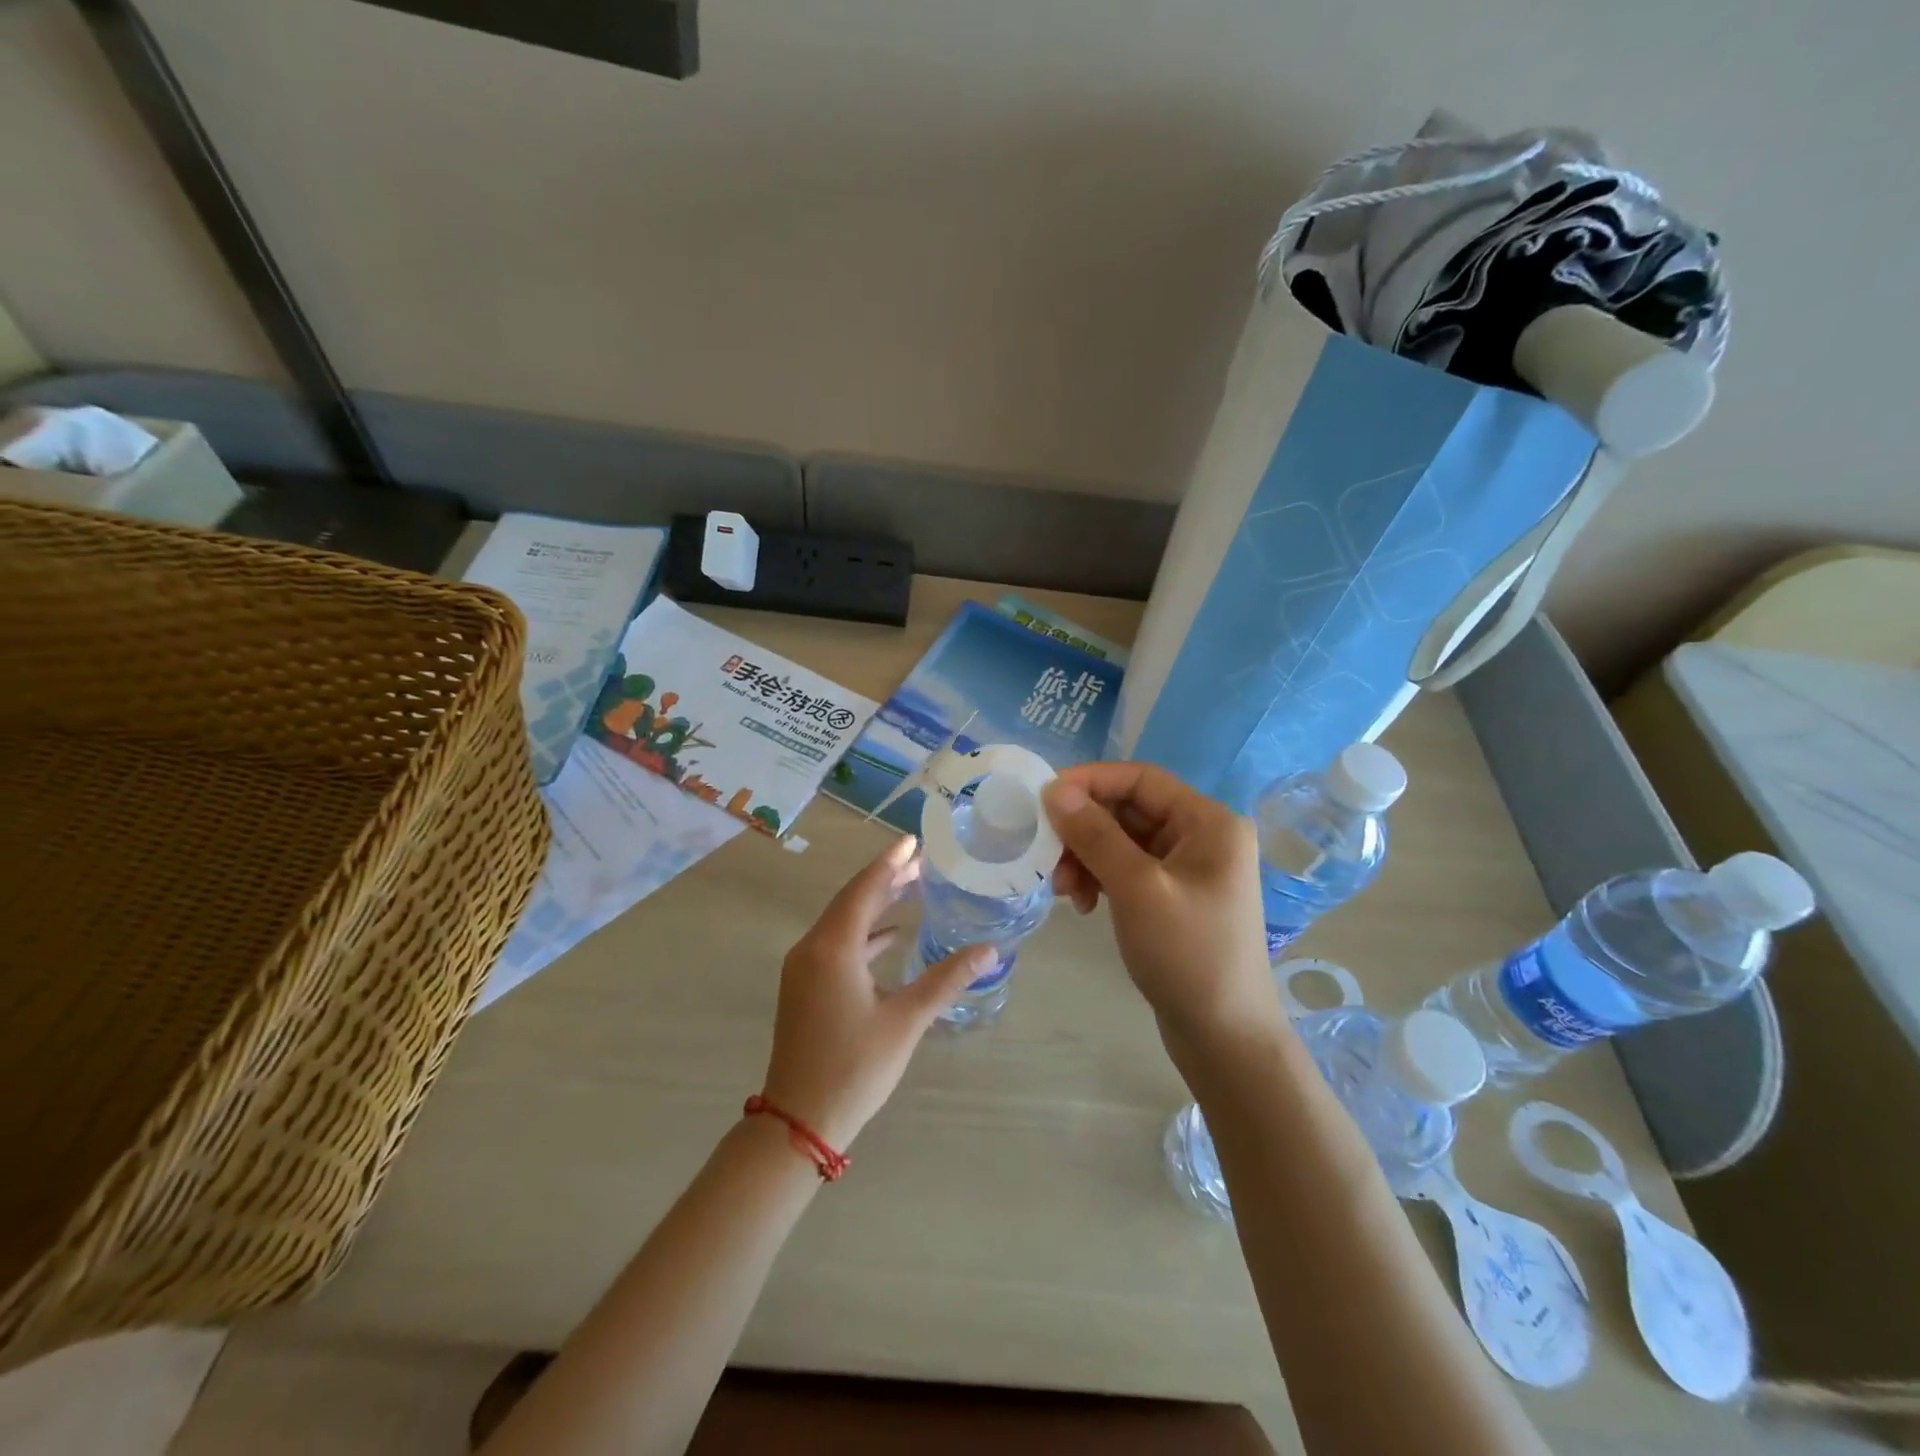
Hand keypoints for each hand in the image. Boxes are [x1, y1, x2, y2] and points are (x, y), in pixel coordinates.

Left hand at [761, 834, 993, 1151]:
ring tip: (911, 888)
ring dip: (875, 904)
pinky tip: (890, 937)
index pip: (865, 889)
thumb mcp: (906, 1021)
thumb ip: (946, 980)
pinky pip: (836, 943)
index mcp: (833, 948)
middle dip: (886, 878)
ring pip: (842, 921)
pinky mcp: (804, 986)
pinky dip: (864, 933)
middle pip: (852, 899)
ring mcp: (803, 968)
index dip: (891, 862)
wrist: (798, 1121)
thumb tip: (989, 950)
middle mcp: (812, 948)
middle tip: (922, 860)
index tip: (914, 840)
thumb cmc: (854, 1067)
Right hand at [1043, 763, 1283, 1057]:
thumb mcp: (1137, 889)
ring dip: (1086, 858)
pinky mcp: (1172, 897)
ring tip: (1063, 891)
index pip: (1141, 779)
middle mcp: (1202, 837)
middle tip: (1047, 856)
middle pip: (1129, 810)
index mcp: (1208, 823)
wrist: (1224, 1037)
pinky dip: (1100, 879)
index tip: (1044, 799)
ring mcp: (1188, 869)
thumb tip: (1054, 790)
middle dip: (1084, 830)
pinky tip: (1082, 904)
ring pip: (1122, 841)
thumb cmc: (1187, 954)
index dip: (1090, 782)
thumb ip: (1095, 835)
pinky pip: (1127, 870)